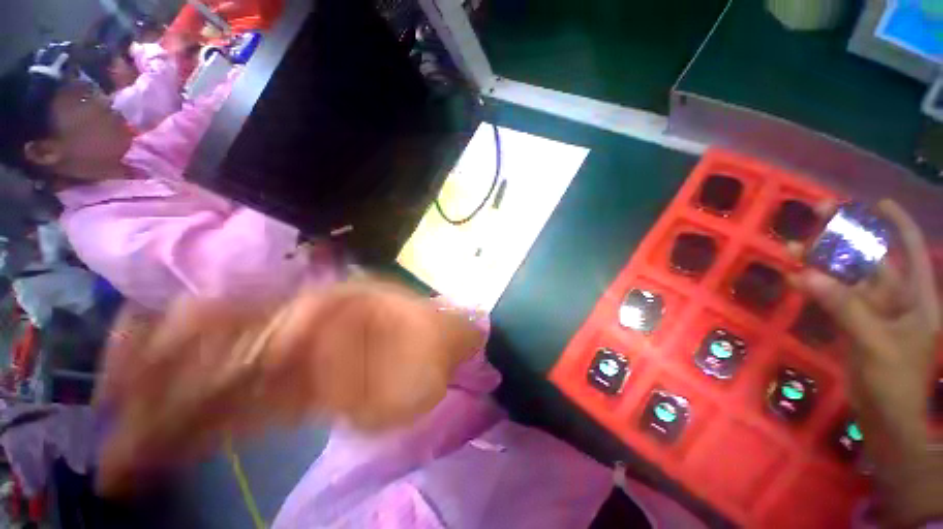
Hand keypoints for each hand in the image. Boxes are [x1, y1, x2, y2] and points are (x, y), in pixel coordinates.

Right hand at [95, 280, 482, 495]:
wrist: (442, 348)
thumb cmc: (422, 333)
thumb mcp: (378, 318)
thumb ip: (329, 325)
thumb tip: (279, 335)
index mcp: (314, 311)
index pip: (228, 322)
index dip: (172, 344)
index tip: (125, 370)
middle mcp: (296, 334)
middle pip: (213, 355)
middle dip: (155, 384)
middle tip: (110, 418)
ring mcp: (301, 367)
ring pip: (224, 390)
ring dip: (171, 420)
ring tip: (124, 455)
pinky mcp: (310, 397)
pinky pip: (252, 415)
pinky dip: (210, 434)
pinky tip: (176, 452)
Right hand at [791, 199, 942, 525]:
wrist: (883, 415)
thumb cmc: (894, 378)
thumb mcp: (873, 341)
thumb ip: (843, 307)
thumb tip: (806, 276)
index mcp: (915, 297)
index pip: (910, 250)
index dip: (896, 225)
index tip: (876, 203)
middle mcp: (895, 299)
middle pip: (870, 259)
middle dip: (847, 238)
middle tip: (819, 216)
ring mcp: (871, 312)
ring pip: (845, 278)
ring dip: (821, 263)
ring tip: (794, 248)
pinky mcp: (851, 324)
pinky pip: (831, 298)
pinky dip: (813, 288)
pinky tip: (794, 279)